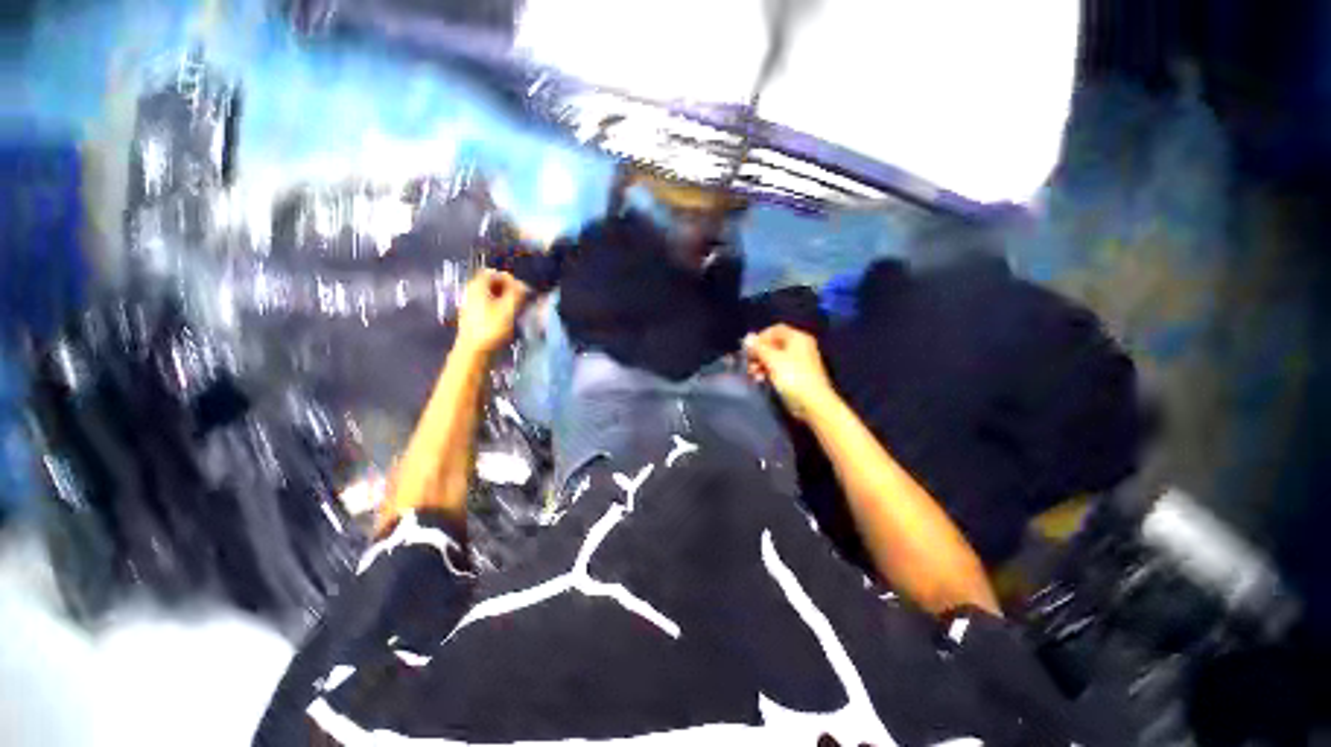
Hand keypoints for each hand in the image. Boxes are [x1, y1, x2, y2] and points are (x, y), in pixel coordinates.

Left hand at [456, 269, 529, 355]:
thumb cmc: (492, 328)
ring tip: (518, 310)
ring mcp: (471, 306)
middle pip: (492, 284)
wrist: (474, 352)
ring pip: (491, 296)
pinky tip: (509, 319)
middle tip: (522, 299)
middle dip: (509, 289)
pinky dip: (500, 308)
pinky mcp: (474, 318)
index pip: (493, 273)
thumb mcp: (509, 309)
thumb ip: (518, 293)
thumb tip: (524, 286)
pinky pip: (489, 306)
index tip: (522, 290)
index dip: (509, 278)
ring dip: (506, 299)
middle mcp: (472, 292)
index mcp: (478, 286)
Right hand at [743, 324, 834, 422]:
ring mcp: (800, 362)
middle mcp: (800, 347)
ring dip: (761, 363)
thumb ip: (759, 347)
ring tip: (752, 373)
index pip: (776, 329)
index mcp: (798, 338)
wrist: (813, 403)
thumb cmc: (792, 377)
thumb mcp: (772, 359)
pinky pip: (780, 368)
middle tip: (748, 362)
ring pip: (776, 357)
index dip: (760, 337)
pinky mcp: (797, 375)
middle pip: (775, 343)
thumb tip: (747, 337)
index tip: (749, 348)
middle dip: (759, 352)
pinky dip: (769, 372)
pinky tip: (760, 380)